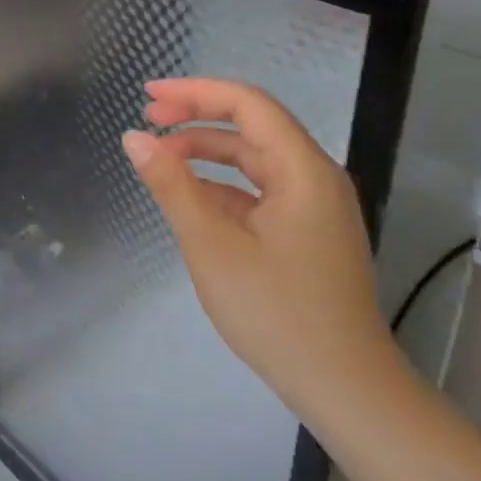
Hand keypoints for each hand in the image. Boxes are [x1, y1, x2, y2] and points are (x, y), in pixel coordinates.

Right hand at [121, 78, 399, 420]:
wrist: (345, 389)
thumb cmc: (277, 312)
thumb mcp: (212, 244)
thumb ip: (171, 185)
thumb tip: (135, 138)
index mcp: (303, 169)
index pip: (247, 104)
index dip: (195, 91)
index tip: (148, 95)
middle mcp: (315, 177)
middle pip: (252, 126)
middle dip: (197, 117)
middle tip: (147, 120)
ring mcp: (315, 207)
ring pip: (255, 159)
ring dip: (207, 152)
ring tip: (160, 157)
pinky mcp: (309, 233)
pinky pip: (261, 191)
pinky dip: (223, 185)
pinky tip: (191, 197)